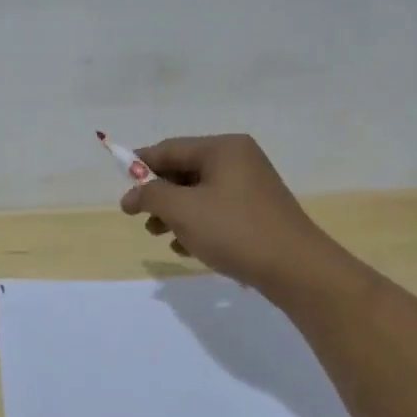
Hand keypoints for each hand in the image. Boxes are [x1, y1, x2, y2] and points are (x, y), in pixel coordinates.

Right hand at [121, 134, 349, 299]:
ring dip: (175, 213)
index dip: (140, 165)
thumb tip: (132, 194)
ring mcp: (251, 186)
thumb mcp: (183, 210)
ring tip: (159, 235)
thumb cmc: (234, 230)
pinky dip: (197, 225)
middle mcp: (239, 160)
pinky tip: (186, 248)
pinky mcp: (258, 212)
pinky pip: (217, 210)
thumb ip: (151, 195)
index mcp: (223, 148)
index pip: (170, 148)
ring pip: (200, 193)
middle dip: (159, 194)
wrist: (296, 268)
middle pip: (185, 170)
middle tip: (140, 218)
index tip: (120, 185)